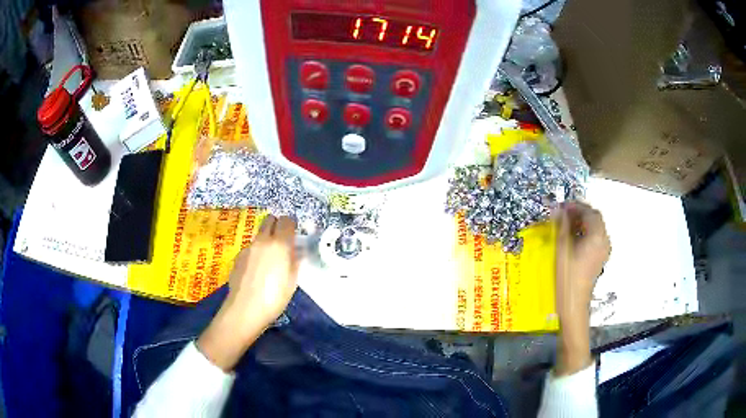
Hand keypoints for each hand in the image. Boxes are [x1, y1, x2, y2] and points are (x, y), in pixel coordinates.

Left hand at [198, 215, 298, 370]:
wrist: (245, 309)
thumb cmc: (274, 298)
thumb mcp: (292, 281)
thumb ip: (295, 261)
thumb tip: (297, 251)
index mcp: (280, 244)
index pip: (287, 220)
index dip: (292, 225)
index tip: (295, 235)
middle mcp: (263, 240)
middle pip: (270, 219)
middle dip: (277, 225)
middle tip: (282, 241)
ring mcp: (248, 247)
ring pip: (259, 233)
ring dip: (266, 238)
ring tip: (269, 259)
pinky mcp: (238, 256)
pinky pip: (250, 247)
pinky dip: (256, 252)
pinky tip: (256, 270)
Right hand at [554, 202, 610, 375]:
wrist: (573, 304)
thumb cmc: (567, 277)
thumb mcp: (561, 249)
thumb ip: (562, 226)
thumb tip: (558, 209)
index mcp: (597, 236)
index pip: (590, 212)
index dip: (576, 206)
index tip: (562, 207)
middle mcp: (604, 241)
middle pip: (595, 219)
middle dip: (580, 213)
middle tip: (563, 215)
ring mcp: (604, 251)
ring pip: (596, 228)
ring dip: (582, 223)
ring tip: (566, 226)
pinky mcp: (600, 259)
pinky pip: (595, 239)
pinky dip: (585, 233)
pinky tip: (573, 239)